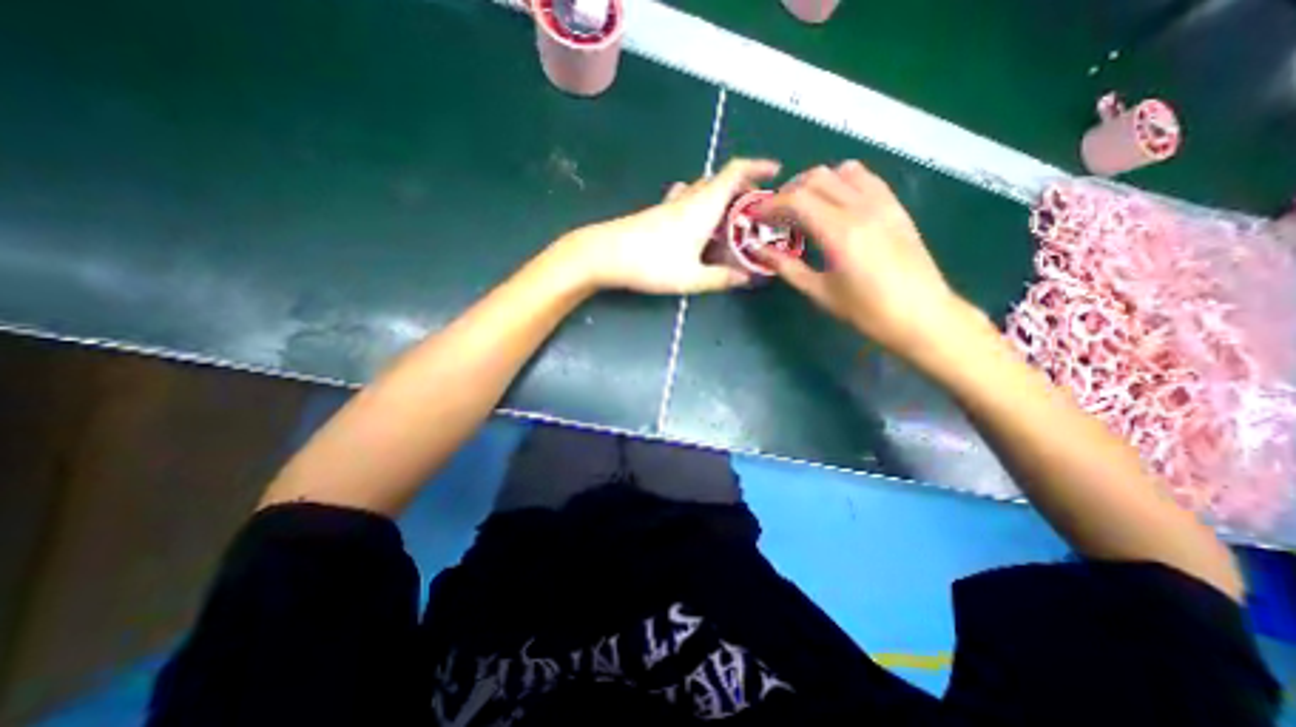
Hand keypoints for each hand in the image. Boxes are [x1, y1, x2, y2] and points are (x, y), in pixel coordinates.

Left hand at [556, 158, 778, 295]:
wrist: (604, 254)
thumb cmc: (651, 264)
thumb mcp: (691, 277)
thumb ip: (720, 278)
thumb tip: (746, 279)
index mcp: (703, 206)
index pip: (735, 172)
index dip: (757, 165)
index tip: (776, 170)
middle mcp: (688, 198)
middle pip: (720, 179)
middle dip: (743, 187)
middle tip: (756, 208)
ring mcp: (670, 204)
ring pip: (702, 189)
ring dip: (721, 196)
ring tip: (731, 217)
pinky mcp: (657, 213)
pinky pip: (686, 200)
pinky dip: (700, 203)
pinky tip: (698, 222)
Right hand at [756, 163, 978, 360]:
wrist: (922, 315)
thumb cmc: (865, 310)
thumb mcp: (819, 292)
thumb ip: (786, 266)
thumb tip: (758, 250)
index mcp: (839, 232)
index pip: (796, 199)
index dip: (771, 205)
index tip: (756, 216)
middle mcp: (861, 208)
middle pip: (816, 178)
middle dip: (789, 192)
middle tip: (776, 215)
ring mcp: (882, 203)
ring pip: (841, 171)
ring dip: (815, 183)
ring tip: (804, 207)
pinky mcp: (895, 206)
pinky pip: (865, 178)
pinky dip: (842, 182)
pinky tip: (835, 204)